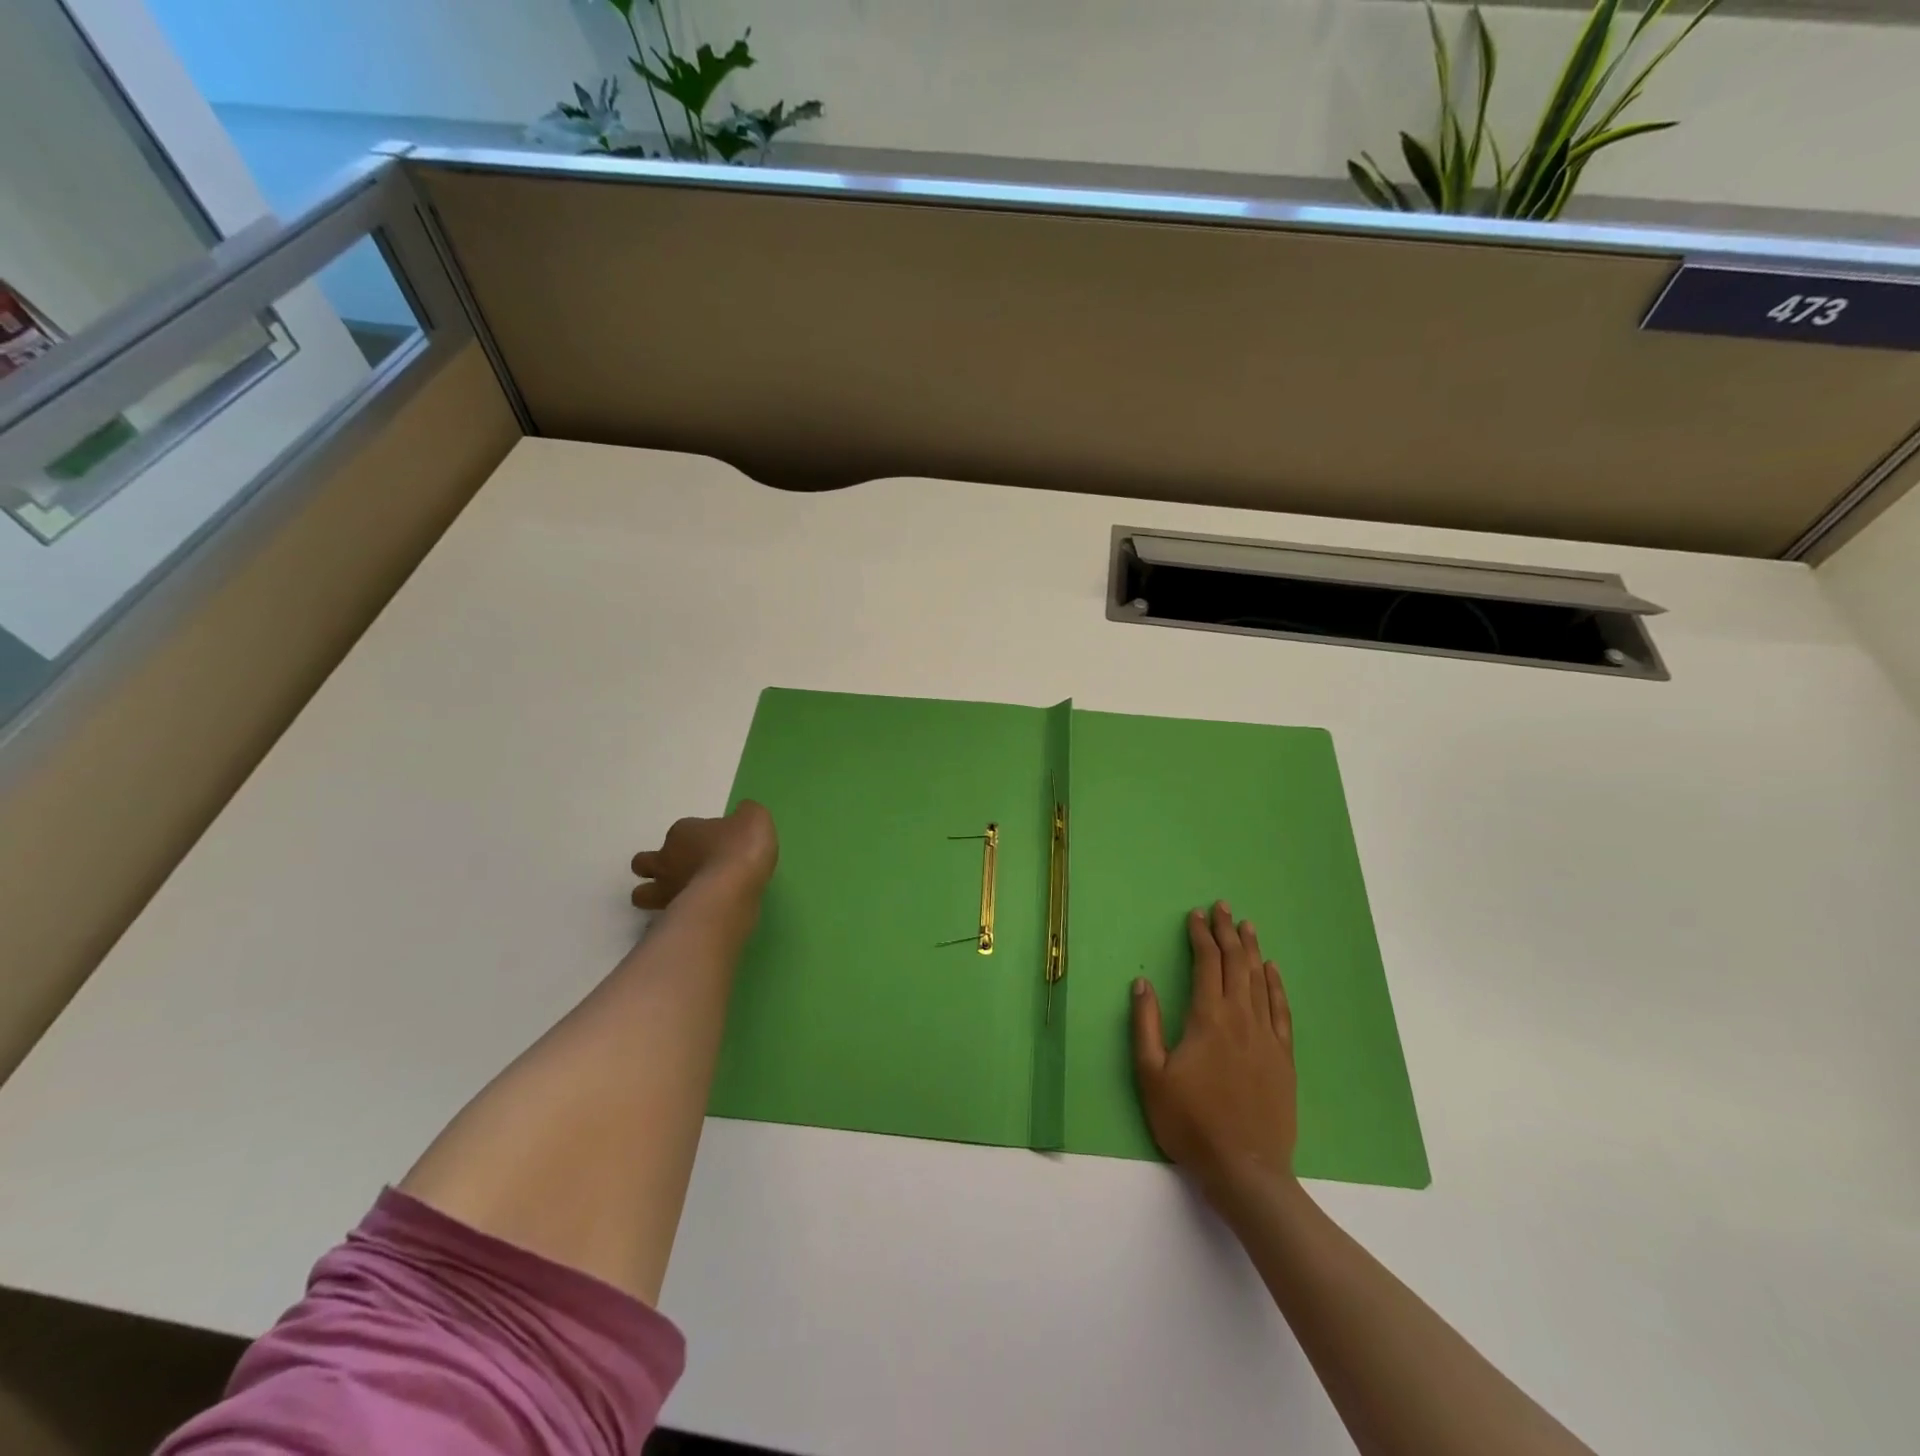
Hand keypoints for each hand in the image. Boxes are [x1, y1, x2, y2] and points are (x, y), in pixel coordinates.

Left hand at [630, 801, 777, 909]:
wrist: (733, 890)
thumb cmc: (741, 848)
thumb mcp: (754, 818)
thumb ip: (746, 815)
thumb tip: (742, 814)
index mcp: (682, 832)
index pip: (680, 831)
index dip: (694, 837)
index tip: (715, 844)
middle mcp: (666, 860)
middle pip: (643, 863)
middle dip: (654, 866)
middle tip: (681, 871)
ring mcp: (666, 890)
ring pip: (641, 894)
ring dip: (653, 895)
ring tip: (679, 898)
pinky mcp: (672, 916)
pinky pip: (663, 917)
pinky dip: (672, 917)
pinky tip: (693, 917)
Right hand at [1131, 901, 1296, 1198]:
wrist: (1245, 1168)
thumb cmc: (1190, 1122)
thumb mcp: (1151, 1074)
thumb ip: (1145, 1025)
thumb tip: (1142, 983)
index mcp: (1208, 1019)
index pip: (1207, 964)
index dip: (1201, 936)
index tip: (1196, 915)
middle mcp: (1241, 1019)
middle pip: (1236, 964)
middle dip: (1228, 932)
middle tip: (1223, 908)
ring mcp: (1267, 1037)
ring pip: (1260, 981)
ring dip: (1253, 950)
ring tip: (1248, 926)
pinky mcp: (1284, 1058)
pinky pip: (1281, 1010)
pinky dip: (1276, 985)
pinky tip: (1273, 971)